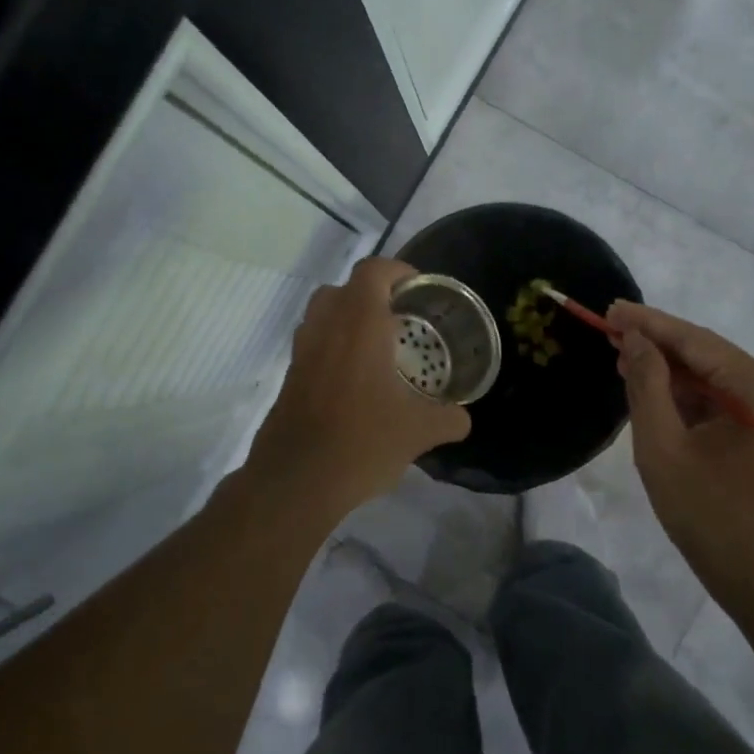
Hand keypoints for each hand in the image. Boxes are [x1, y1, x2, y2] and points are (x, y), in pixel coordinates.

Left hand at [246, 257, 470, 521]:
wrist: (296, 482)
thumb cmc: (362, 442)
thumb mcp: (418, 433)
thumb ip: (447, 418)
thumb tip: (464, 418)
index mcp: (359, 325)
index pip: (373, 271)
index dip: (398, 271)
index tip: (419, 290)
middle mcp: (326, 327)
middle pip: (344, 288)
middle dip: (372, 294)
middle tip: (399, 318)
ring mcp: (302, 352)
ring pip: (322, 314)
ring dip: (347, 318)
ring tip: (376, 346)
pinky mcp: (289, 377)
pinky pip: (312, 344)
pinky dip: (332, 347)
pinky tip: (355, 380)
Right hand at [611, 302, 753, 599]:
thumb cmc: (713, 518)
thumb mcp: (664, 448)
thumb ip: (647, 385)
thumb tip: (633, 339)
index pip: (697, 342)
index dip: (649, 324)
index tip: (610, 309)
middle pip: (708, 357)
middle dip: (657, 348)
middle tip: (609, 333)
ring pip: (716, 380)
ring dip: (671, 374)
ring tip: (622, 361)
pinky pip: (727, 402)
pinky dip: (690, 398)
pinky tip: (654, 391)